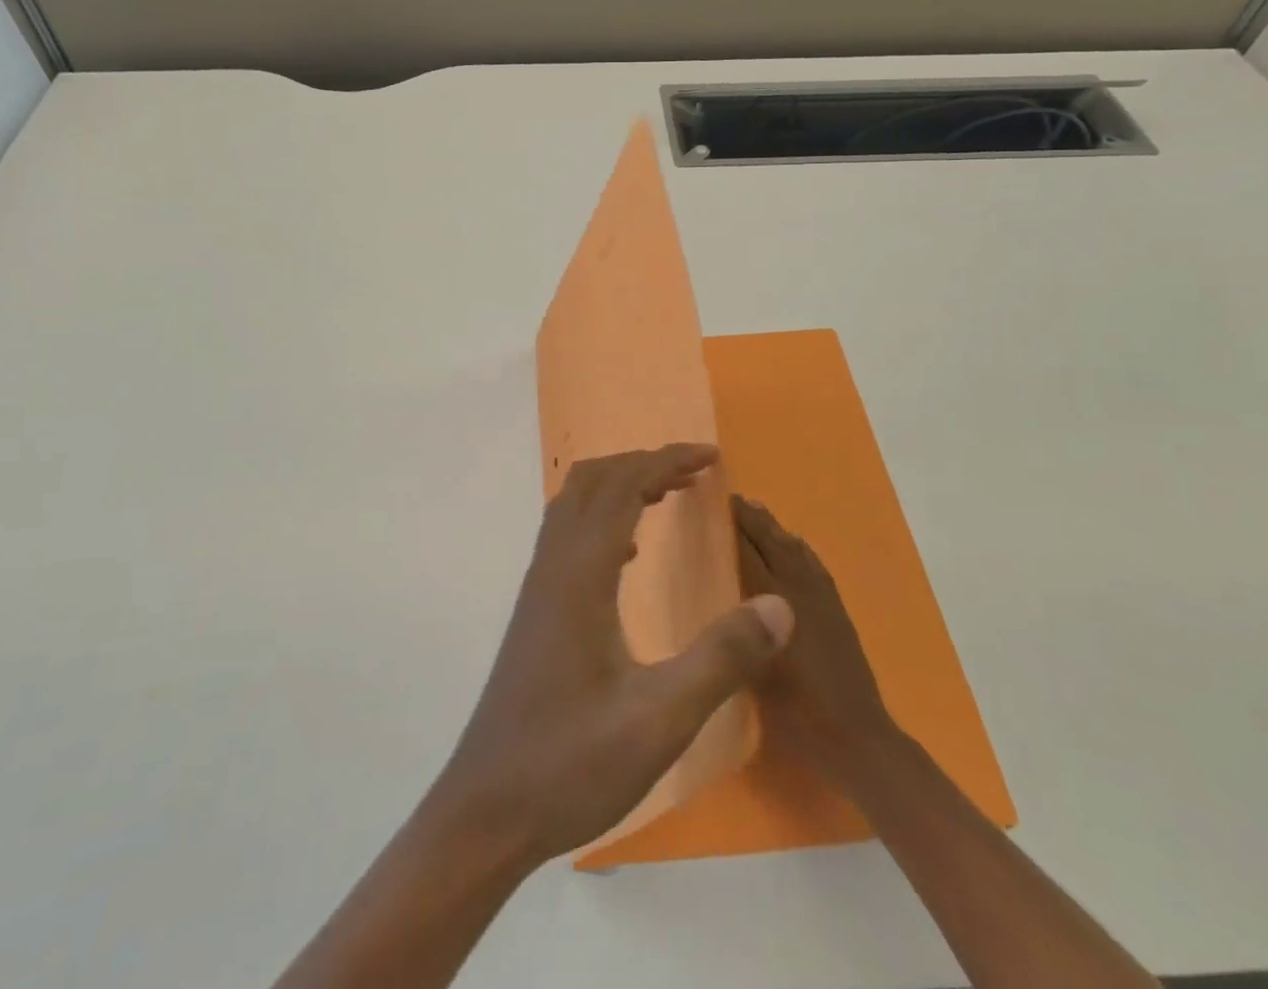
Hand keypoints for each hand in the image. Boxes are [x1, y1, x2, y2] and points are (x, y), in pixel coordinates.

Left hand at [432, 446, 794, 870]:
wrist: (487, 810)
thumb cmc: (571, 764)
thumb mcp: (660, 719)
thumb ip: (721, 658)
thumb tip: (779, 605)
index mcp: (580, 574)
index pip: (622, 487)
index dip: (666, 460)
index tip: (710, 456)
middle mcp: (553, 566)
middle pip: (592, 482)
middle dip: (643, 464)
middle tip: (694, 473)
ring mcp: (539, 588)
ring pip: (575, 506)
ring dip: (620, 487)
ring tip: (667, 497)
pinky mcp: (537, 611)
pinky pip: (569, 537)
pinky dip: (604, 521)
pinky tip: (630, 555)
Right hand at [733, 492, 897, 792]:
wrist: (855, 736)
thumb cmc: (795, 709)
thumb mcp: (753, 670)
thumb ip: (737, 632)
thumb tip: (716, 597)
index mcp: (776, 600)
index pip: (749, 550)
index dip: (733, 525)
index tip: (714, 503)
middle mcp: (800, 589)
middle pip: (773, 542)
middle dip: (752, 519)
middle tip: (731, 499)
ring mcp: (822, 598)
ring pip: (795, 550)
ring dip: (775, 528)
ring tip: (756, 511)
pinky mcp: (836, 610)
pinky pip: (815, 565)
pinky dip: (801, 548)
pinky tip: (795, 544)